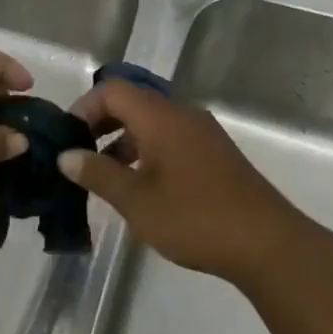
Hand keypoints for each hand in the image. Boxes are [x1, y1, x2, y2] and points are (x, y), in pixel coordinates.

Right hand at [61, 80, 308, 286]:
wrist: (267, 244)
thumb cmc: (194, 218)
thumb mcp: (136, 200)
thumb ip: (97, 173)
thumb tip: (65, 155)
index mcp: (161, 117)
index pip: (112, 90)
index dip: (84, 107)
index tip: (66, 138)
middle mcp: (182, 115)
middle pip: (132, 103)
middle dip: (100, 124)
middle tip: (79, 155)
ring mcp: (203, 134)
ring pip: (152, 123)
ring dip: (123, 141)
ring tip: (104, 177)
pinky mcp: (215, 154)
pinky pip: (171, 138)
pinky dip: (147, 152)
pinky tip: (140, 187)